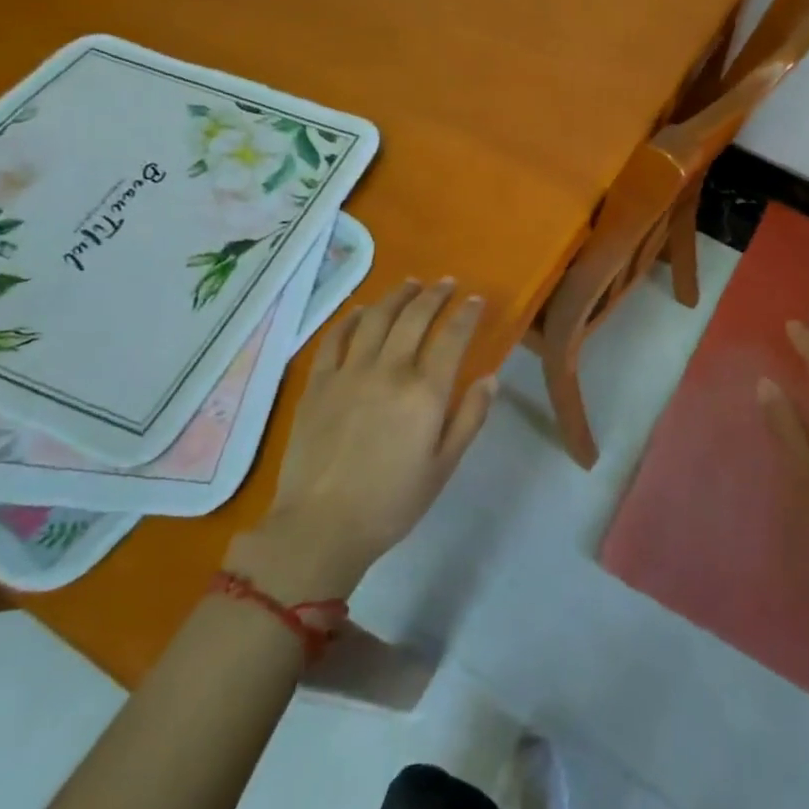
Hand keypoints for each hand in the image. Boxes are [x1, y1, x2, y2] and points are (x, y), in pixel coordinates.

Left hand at [227, 279, 496, 602]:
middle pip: (415, 317)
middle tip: (447, 283)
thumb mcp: (444, 466)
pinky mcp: (319, 382)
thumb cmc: (392, 502)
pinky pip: (336, 337)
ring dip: (397, 296)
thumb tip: (490, 378)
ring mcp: (350, 372)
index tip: (475, 300)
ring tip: (411, 284)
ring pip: (377, 317)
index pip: (452, 337)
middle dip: (435, 295)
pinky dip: (352, 317)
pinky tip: (362, 311)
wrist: (321, 526)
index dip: (466, 314)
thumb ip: (470, 417)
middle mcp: (389, 370)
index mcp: (425, 392)